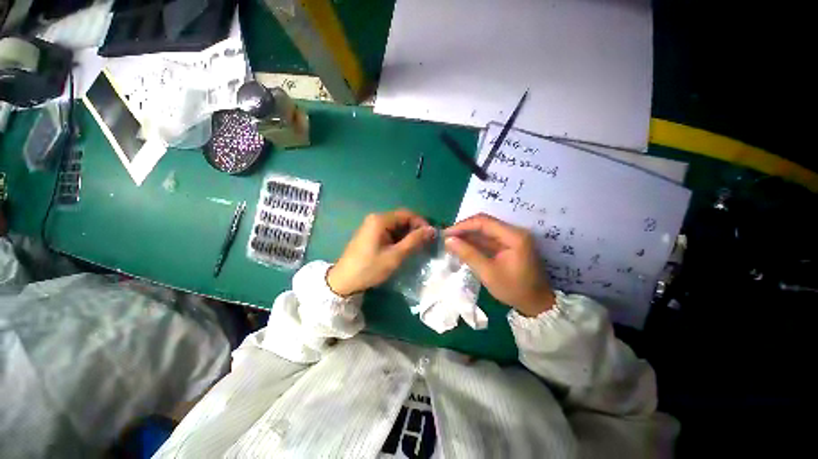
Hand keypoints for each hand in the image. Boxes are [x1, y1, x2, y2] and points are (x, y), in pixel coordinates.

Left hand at [327, 209, 435, 296]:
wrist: (343, 281)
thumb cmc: (370, 268)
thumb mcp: (395, 256)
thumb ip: (414, 241)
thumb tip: (431, 230)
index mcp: (380, 220)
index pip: (407, 214)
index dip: (421, 222)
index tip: (430, 236)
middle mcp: (375, 218)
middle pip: (401, 219)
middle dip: (414, 229)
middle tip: (425, 243)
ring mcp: (371, 226)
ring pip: (396, 226)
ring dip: (407, 235)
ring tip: (416, 247)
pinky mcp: (370, 234)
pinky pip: (389, 231)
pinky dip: (398, 238)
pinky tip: (402, 249)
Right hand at [444, 214, 554, 316]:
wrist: (536, 303)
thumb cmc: (514, 289)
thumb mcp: (488, 273)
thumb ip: (468, 254)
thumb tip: (448, 240)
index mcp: (513, 236)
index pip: (483, 222)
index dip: (463, 225)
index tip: (446, 233)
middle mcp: (513, 232)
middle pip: (484, 223)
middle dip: (464, 230)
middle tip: (446, 238)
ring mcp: (511, 238)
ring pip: (484, 230)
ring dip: (467, 236)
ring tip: (451, 242)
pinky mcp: (508, 245)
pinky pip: (488, 239)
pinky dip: (474, 242)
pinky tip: (462, 247)